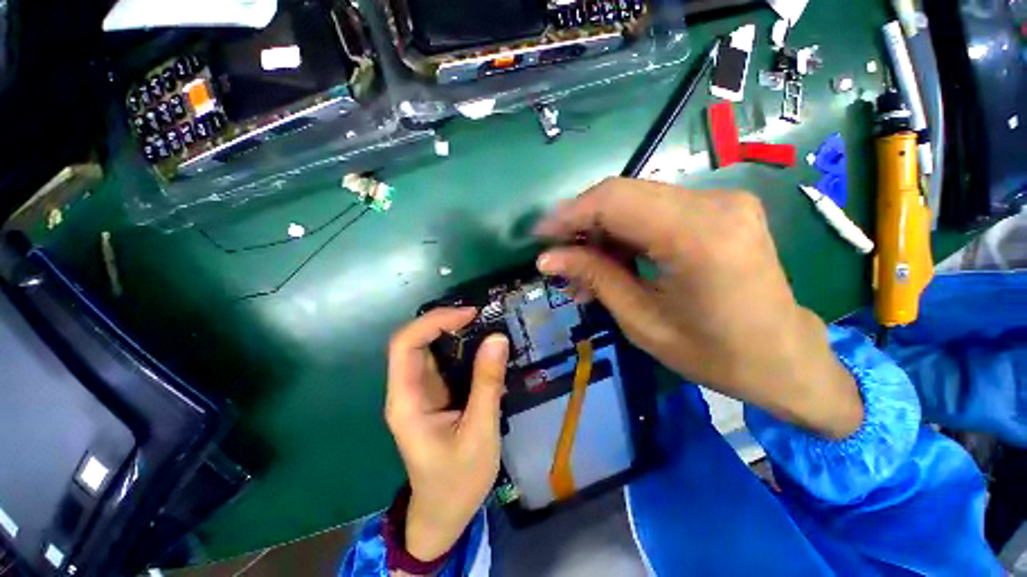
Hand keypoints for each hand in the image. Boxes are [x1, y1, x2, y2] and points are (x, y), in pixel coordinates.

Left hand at [386, 308, 508, 560]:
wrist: (444, 513)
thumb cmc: (458, 481)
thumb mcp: (480, 433)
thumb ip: (487, 384)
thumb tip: (497, 338)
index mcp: (407, 401)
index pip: (405, 345)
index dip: (433, 321)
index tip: (469, 315)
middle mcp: (407, 389)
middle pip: (414, 340)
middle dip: (444, 321)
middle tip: (479, 316)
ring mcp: (420, 390)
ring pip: (428, 347)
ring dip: (453, 331)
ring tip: (484, 324)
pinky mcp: (434, 393)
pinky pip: (442, 360)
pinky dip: (460, 346)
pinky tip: (481, 345)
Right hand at [535, 178, 862, 437]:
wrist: (785, 359)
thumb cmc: (716, 355)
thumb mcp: (642, 322)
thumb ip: (595, 278)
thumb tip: (547, 258)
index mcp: (699, 237)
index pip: (614, 201)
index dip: (569, 214)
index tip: (539, 235)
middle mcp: (715, 204)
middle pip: (623, 194)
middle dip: (581, 222)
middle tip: (557, 255)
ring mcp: (721, 201)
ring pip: (636, 201)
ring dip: (601, 231)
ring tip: (581, 269)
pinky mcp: (720, 209)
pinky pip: (655, 210)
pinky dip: (625, 233)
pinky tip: (611, 261)